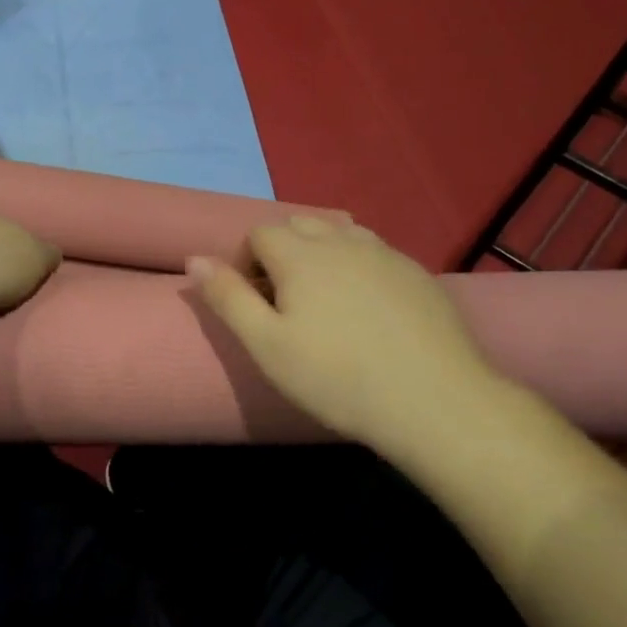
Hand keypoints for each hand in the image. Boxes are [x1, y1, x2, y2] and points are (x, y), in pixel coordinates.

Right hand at [190, 215, 503, 447]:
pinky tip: (367, 309)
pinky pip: (375, 252)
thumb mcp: (266, 344)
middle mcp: (343, 240)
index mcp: (301, 254)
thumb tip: (194, 258)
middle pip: (299, 225)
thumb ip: (227, 297)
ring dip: (321, 254)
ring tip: (324, 301)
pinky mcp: (418, 273)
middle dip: (281, 252)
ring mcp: (386, 254)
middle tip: (285, 302)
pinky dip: (358, 266)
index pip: (260, 233)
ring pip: (340, 234)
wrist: (432, 401)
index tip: (254, 302)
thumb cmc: (335, 377)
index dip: (246, 262)